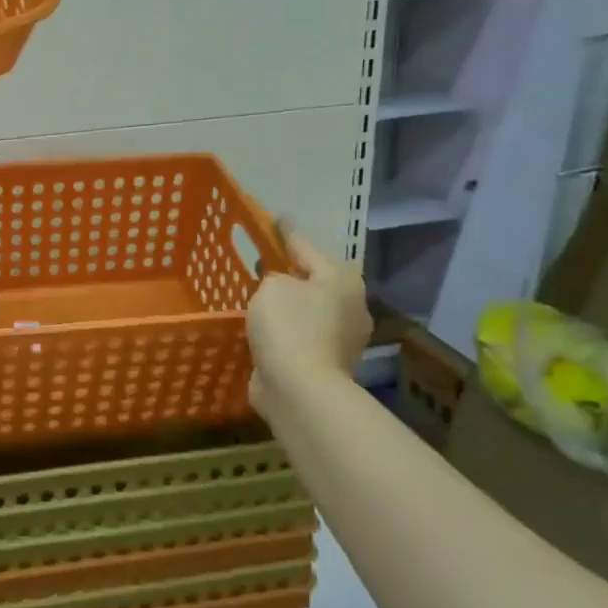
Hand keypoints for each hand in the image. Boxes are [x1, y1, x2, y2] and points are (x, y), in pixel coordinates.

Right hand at [247, 223, 370, 409]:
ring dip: (288, 303)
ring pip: (307, 309)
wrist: (300, 389)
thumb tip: (281, 287)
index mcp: (341, 280)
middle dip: (292, 271)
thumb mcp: (273, 286)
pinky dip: (284, 330)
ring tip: (259, 295)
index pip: (307, 246)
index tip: (276, 218)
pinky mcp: (324, 363)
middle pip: (314, 280)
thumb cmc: (289, 327)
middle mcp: (349, 306)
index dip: (287, 232)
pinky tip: (264, 327)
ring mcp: (340, 339)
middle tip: (264, 260)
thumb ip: (274, 277)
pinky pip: (299, 335)